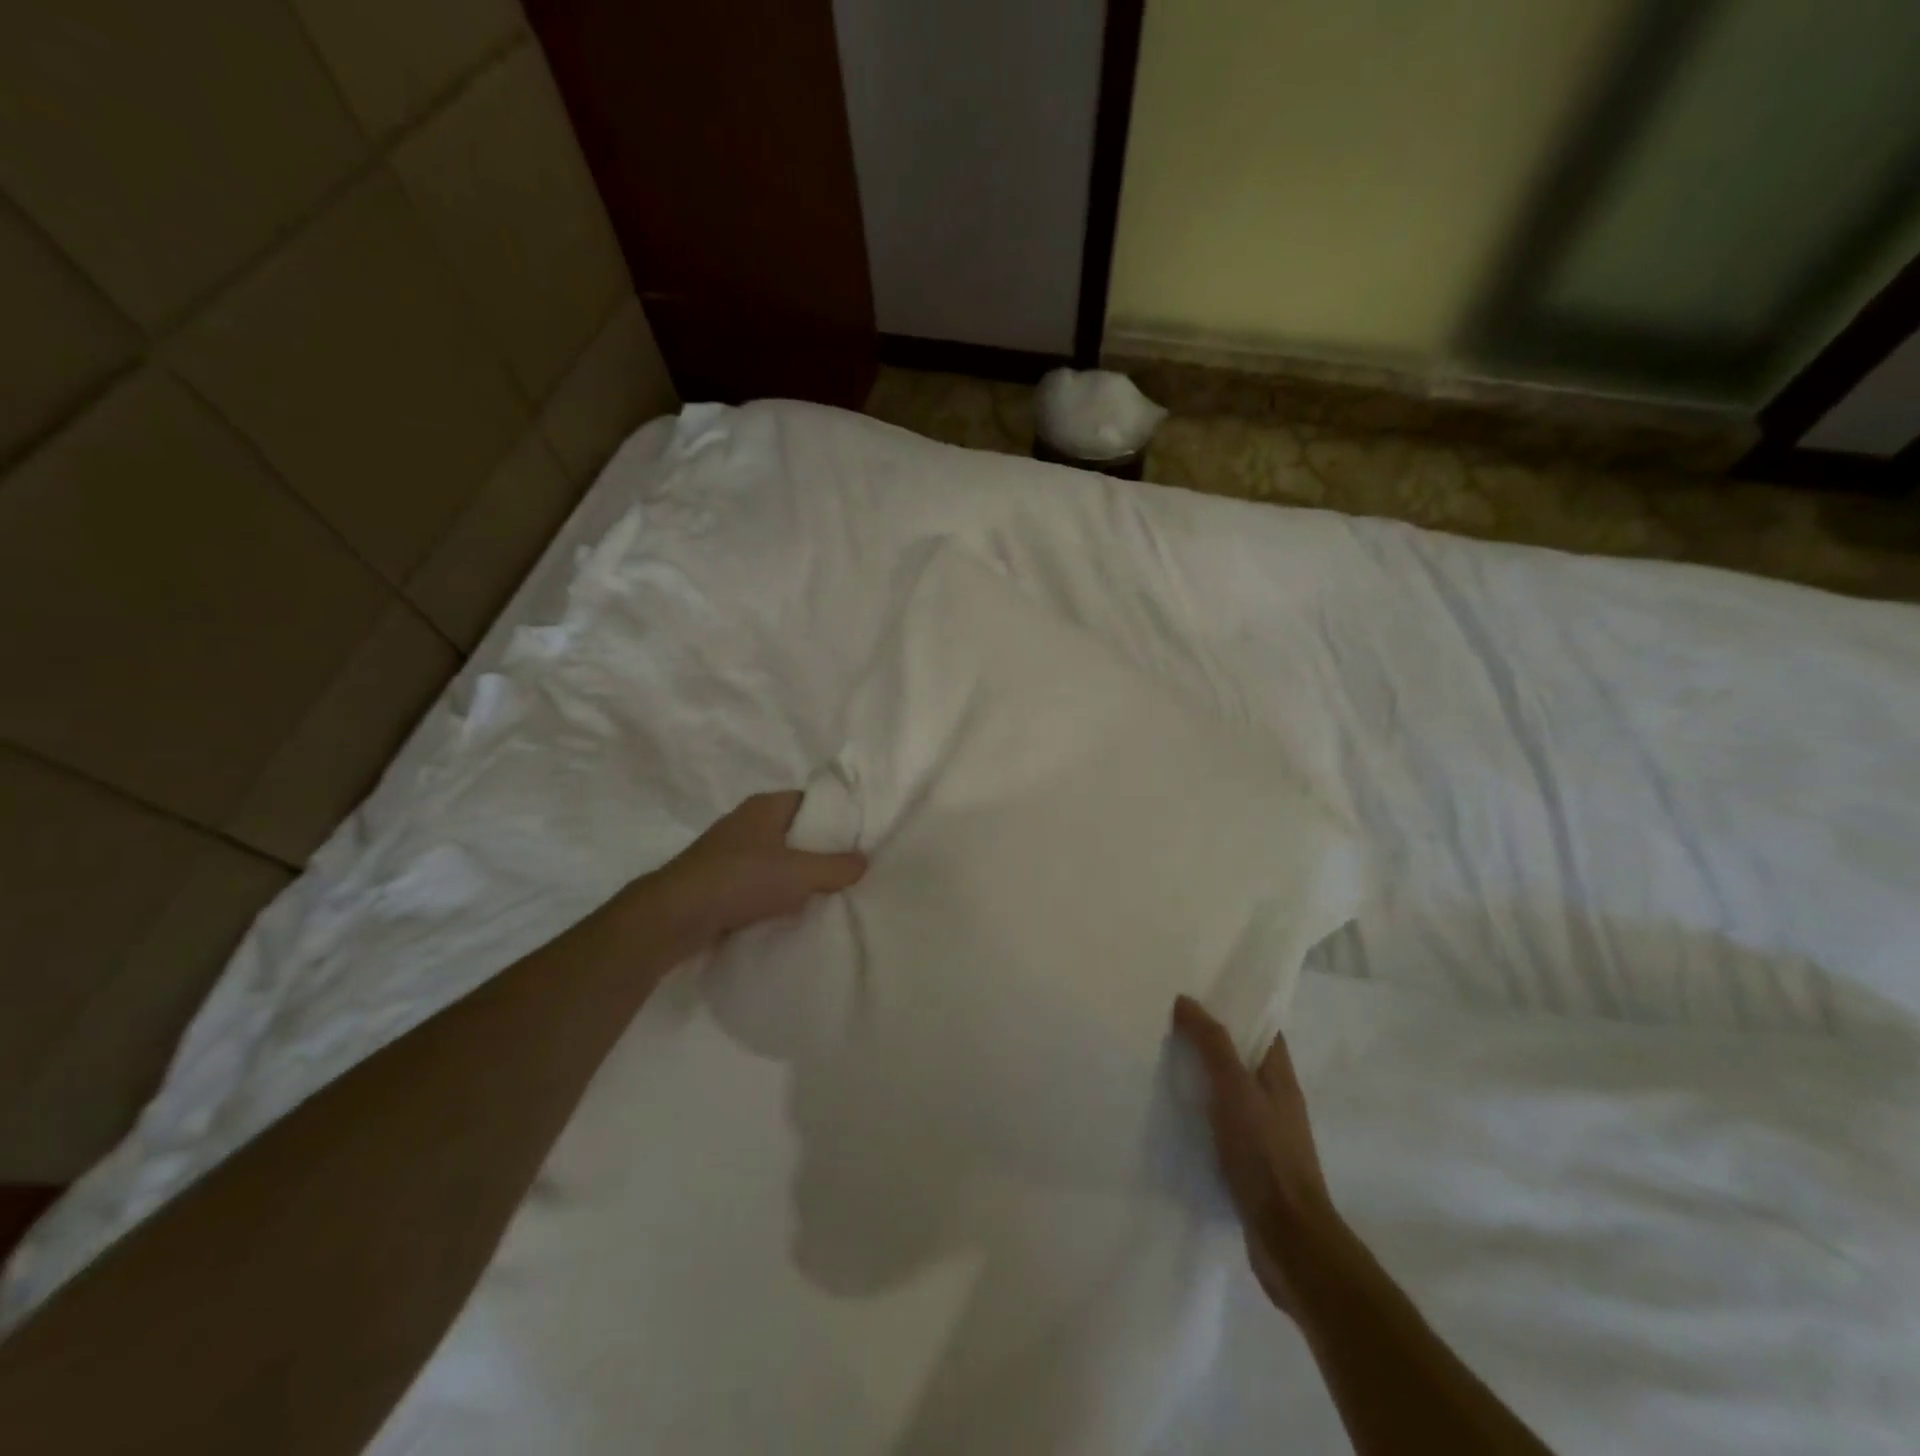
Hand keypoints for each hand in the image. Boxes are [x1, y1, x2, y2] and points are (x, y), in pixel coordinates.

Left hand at [652, 791, 865, 950]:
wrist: (675, 916)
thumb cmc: (741, 880)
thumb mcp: (799, 873)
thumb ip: (836, 867)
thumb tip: (864, 861)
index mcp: (765, 806)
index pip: (811, 801)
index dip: (836, 816)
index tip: (860, 836)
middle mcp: (747, 822)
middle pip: (795, 831)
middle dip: (819, 849)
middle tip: (850, 867)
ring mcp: (730, 852)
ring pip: (776, 858)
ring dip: (796, 874)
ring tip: (828, 892)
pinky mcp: (719, 880)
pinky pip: (758, 881)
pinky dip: (775, 892)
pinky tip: (792, 910)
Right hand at [1174, 994, 1332, 1313]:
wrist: (1289, 1240)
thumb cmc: (1265, 1155)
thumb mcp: (1235, 1090)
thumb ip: (1212, 1045)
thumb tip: (1187, 1000)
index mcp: (1280, 1078)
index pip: (1262, 1030)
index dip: (1236, 1008)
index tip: (1199, 992)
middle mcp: (1276, 1102)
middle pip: (1243, 1059)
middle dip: (1211, 1041)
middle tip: (1168, 1023)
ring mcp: (1265, 1136)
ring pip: (1230, 1093)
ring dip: (1202, 1078)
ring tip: (1162, 1063)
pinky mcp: (1250, 1165)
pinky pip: (1221, 1126)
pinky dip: (1200, 1114)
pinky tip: (1173, 1115)